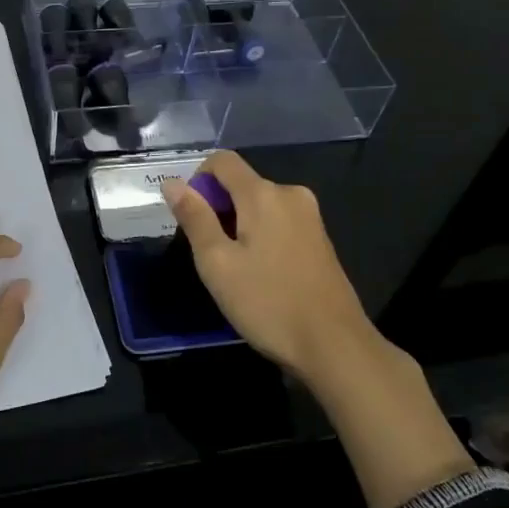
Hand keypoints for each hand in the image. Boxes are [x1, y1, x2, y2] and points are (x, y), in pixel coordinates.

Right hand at [162, 150, 368, 380]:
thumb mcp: (217, 263)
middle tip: (211, 254)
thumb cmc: (268, 303)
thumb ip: (195, 218)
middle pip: (241, 183)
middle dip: (218, 208)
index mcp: (263, 194)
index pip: (222, 160)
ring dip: (239, 224)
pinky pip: (279, 221)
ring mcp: (310, 216)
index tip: (192, 218)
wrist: (335, 346)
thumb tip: (173, 183)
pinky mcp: (320, 238)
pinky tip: (261, 274)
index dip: (198, 180)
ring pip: (260, 204)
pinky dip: (261, 235)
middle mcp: (290, 194)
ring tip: (236, 268)